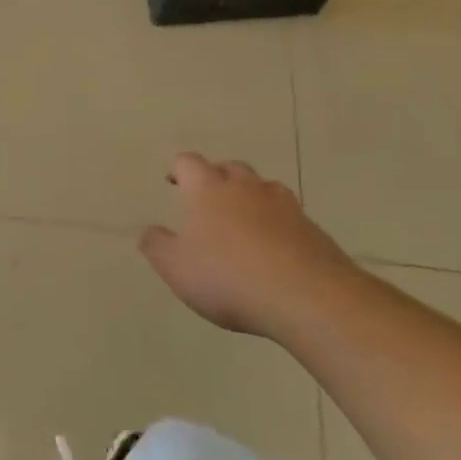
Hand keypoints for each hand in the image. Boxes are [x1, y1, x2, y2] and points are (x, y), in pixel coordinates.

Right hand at [139, 153, 354, 336]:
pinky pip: (289, 216)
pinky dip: (278, 224)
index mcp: (207, 189)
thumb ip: (157, 246)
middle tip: (208, 198)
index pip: (188, 163)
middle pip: (229, 168)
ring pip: (263, 188)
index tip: (173, 181)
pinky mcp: (312, 228)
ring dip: (251, 197)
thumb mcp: (176, 267)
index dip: (178, 169)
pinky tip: (275, 248)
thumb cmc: (228, 276)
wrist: (307, 297)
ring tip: (244, 219)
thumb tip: (148, 230)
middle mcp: (245, 187)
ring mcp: (283, 205)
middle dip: (217, 177)